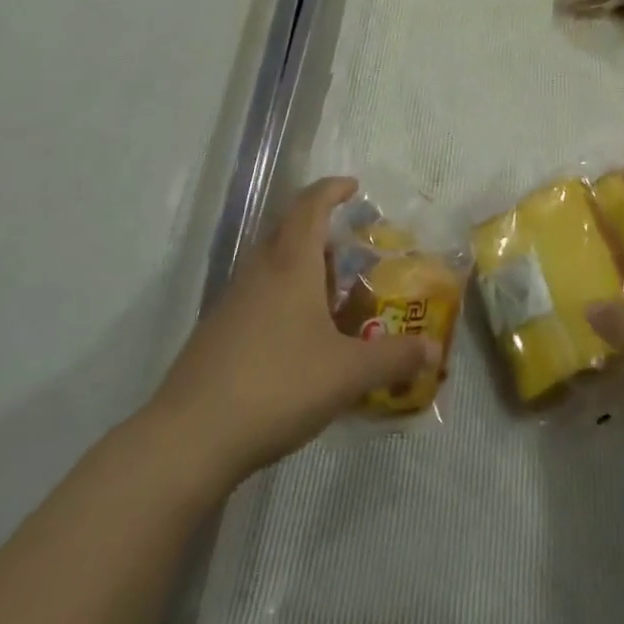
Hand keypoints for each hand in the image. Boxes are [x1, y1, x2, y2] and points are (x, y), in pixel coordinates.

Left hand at [148, 178, 433, 490]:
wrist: (190, 438)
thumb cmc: (277, 386)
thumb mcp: (347, 374)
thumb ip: (393, 358)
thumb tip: (433, 349)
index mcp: (290, 265)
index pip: (310, 206)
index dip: (331, 190)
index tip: (353, 186)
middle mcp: (258, 272)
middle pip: (287, 230)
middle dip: (318, 228)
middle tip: (350, 247)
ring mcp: (232, 301)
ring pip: (269, 264)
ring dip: (299, 265)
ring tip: (330, 292)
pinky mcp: (216, 332)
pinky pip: (256, 295)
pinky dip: (281, 297)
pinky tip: (298, 335)